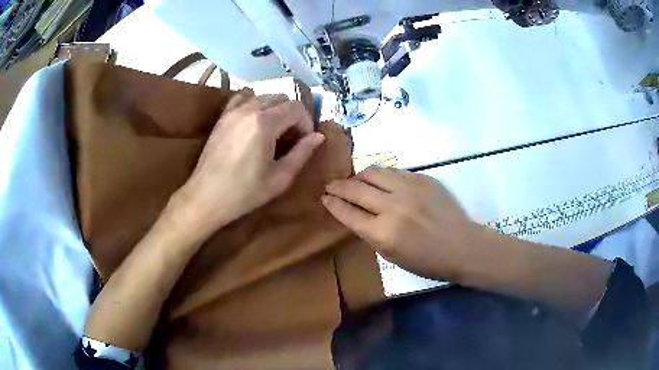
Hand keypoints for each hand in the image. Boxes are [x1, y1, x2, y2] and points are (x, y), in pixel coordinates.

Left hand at [172, 93, 324, 240]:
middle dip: (294, 114)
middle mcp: (249, 109)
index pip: (296, 108)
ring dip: (277, 109)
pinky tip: (256, 120)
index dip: (307, 123)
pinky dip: (255, 103)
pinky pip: (244, 98)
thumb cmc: (244, 193)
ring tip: (276, 130)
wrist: (206, 197)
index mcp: (265, 123)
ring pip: (264, 96)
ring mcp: (233, 111)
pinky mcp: (223, 116)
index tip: (305, 141)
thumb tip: (318, 136)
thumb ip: (302, 153)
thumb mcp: (280, 178)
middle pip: (282, 98)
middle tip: (293, 137)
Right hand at [322, 166, 476, 280]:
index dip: (332, 204)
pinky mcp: (423, 178)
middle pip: (355, 188)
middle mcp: (393, 206)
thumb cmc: (427, 261)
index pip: (348, 213)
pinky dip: (382, 175)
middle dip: (338, 186)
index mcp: (383, 233)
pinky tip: (381, 181)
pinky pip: (394, 171)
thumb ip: (371, 234)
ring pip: (374, 171)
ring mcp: (409, 189)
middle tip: (331, 185)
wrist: (462, 246)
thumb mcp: (392, 256)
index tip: (324, 198)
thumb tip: (356, 214)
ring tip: (356, 180)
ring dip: (359, 176)